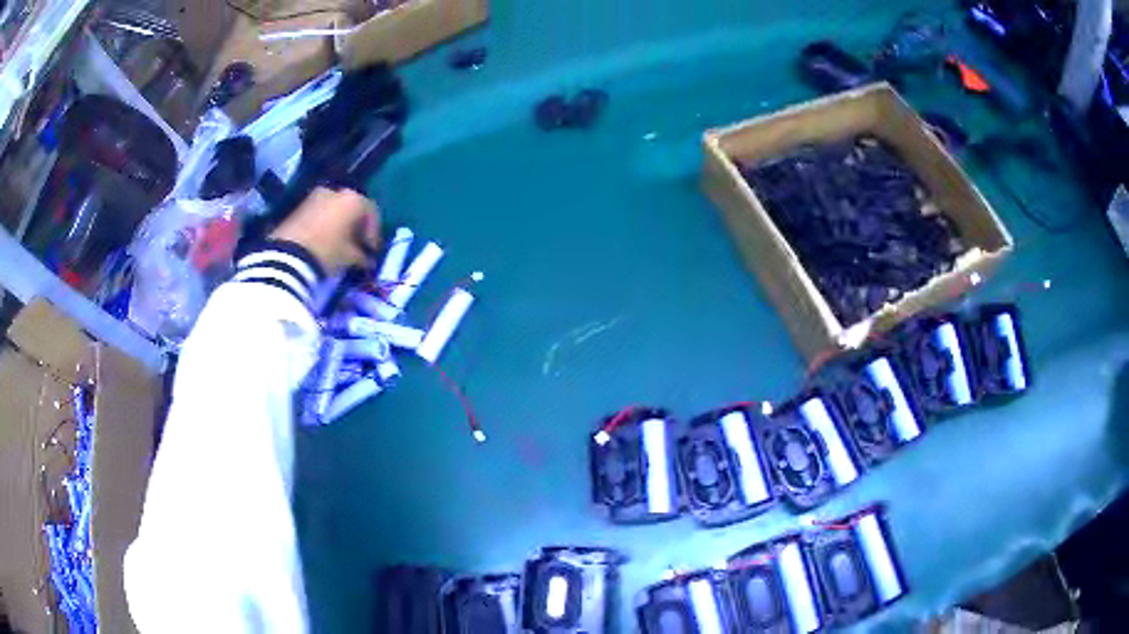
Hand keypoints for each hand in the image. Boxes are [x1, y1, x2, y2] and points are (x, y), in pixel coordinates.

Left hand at [270, 187, 380, 274]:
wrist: (288, 256)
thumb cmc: (327, 252)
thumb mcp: (349, 257)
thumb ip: (362, 256)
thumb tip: (368, 260)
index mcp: (353, 199)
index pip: (371, 212)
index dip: (374, 233)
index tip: (372, 250)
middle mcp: (335, 191)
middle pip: (351, 207)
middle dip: (355, 226)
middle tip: (356, 245)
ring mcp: (314, 197)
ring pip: (334, 209)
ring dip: (339, 225)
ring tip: (339, 245)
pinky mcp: (298, 207)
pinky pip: (319, 213)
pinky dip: (324, 225)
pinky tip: (323, 242)